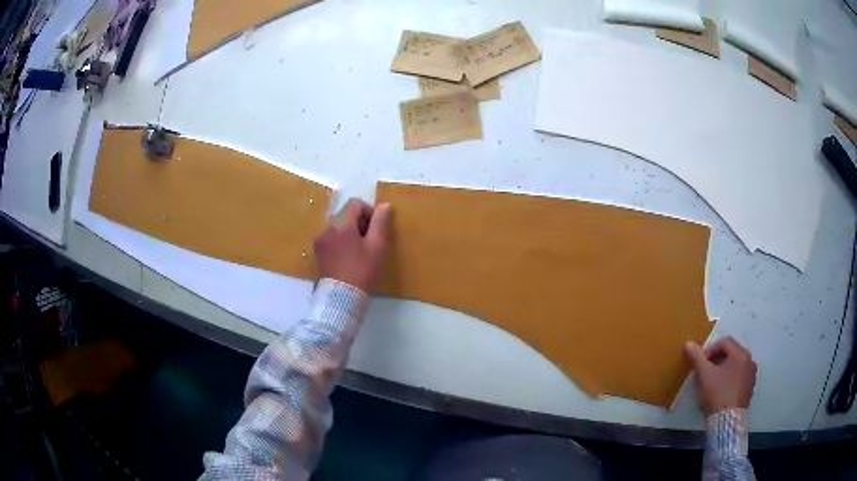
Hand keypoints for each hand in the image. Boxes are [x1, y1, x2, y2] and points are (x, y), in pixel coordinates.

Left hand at [314, 199, 391, 291]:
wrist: (340, 298)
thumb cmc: (361, 271)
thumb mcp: (377, 247)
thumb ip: (381, 223)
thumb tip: (384, 206)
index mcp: (341, 224)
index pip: (355, 203)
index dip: (370, 211)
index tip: (377, 228)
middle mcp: (326, 228)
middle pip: (345, 214)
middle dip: (360, 222)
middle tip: (371, 240)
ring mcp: (319, 241)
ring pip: (337, 226)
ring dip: (350, 232)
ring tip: (360, 250)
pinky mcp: (317, 253)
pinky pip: (331, 238)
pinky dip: (341, 241)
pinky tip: (349, 257)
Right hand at [684, 336, 756, 416]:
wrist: (727, 421)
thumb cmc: (717, 394)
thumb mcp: (704, 375)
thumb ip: (697, 357)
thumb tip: (688, 343)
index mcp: (740, 353)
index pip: (724, 342)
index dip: (709, 349)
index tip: (699, 363)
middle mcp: (749, 360)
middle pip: (731, 352)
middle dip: (716, 360)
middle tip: (704, 372)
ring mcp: (751, 374)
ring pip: (735, 365)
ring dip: (723, 369)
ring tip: (712, 382)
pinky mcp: (750, 388)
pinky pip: (739, 376)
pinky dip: (730, 378)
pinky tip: (721, 391)